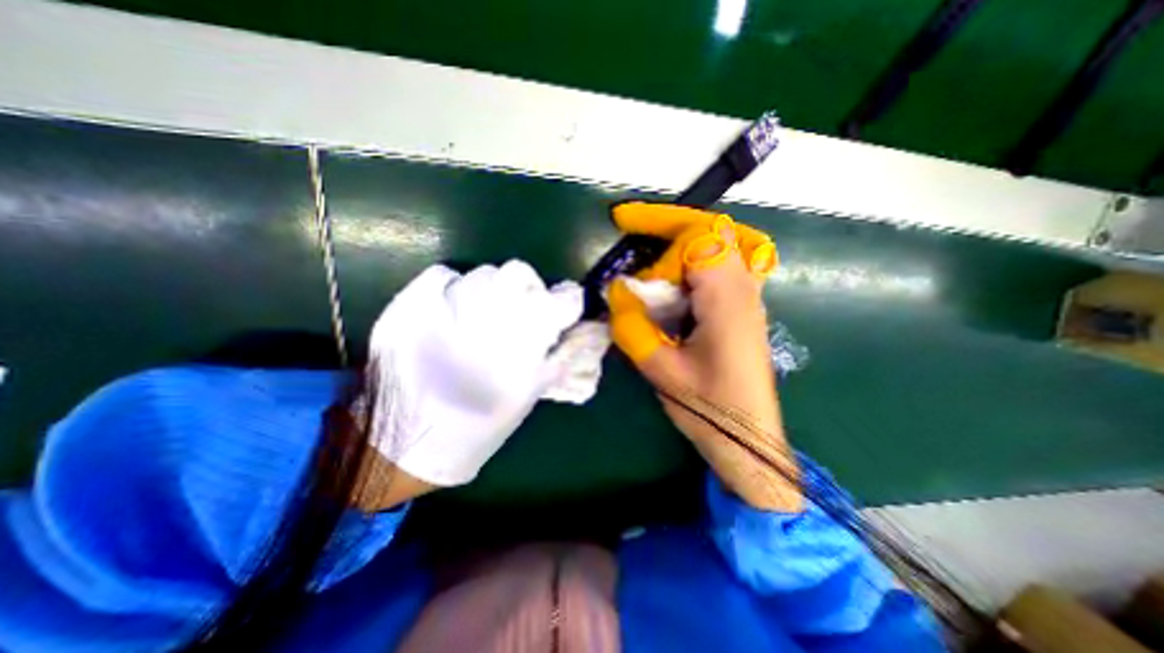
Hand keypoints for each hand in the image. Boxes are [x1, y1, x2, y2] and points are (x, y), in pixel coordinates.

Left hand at [362, 261, 582, 489]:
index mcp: (525, 336)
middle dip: (529, 287)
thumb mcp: (529, 394)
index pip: (563, 299)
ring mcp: (449, 302)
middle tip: (522, 308)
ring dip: (493, 288)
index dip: (568, 300)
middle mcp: (492, 311)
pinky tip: (452, 306)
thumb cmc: (480, 423)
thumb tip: (578, 334)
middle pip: (521, 274)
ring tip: (484, 313)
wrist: (409, 438)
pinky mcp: (414, 303)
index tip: (565, 306)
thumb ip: (556, 358)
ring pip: (486, 272)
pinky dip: (453, 284)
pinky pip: (444, 274)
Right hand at [606, 202, 805, 511]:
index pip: (697, 238)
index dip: (658, 234)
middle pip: (712, 230)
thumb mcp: (661, 370)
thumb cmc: (710, 409)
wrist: (750, 440)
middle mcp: (744, 288)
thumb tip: (616, 292)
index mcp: (727, 298)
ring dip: (680, 242)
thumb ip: (633, 326)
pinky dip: (691, 263)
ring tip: (646, 250)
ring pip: (719, 244)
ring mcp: (747, 298)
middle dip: (668, 224)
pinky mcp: (741, 310)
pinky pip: (720, 267)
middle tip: (631, 225)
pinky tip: (669, 283)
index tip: (624, 240)